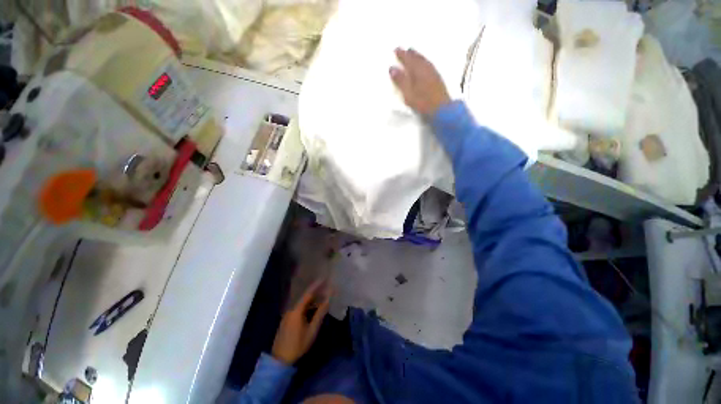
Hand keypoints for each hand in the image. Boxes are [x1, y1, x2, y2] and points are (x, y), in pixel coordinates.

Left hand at [271, 279, 331, 364]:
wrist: (280, 360)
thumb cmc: (298, 345)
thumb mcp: (312, 330)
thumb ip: (320, 313)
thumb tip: (327, 300)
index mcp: (296, 311)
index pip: (308, 294)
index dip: (316, 285)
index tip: (324, 278)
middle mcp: (291, 310)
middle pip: (304, 297)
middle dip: (315, 292)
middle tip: (325, 287)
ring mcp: (287, 315)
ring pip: (301, 303)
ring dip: (311, 300)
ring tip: (322, 296)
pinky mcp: (286, 320)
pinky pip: (298, 308)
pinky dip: (307, 306)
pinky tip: (312, 308)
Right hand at [390, 48, 451, 116]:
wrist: (441, 109)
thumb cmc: (423, 103)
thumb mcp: (408, 94)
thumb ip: (400, 81)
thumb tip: (392, 68)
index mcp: (417, 71)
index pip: (408, 60)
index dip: (401, 55)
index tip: (396, 49)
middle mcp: (426, 70)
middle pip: (417, 59)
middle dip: (410, 53)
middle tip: (405, 49)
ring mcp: (433, 74)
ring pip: (424, 61)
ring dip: (419, 56)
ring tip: (414, 53)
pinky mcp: (438, 80)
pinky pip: (430, 65)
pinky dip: (425, 62)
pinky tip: (425, 64)